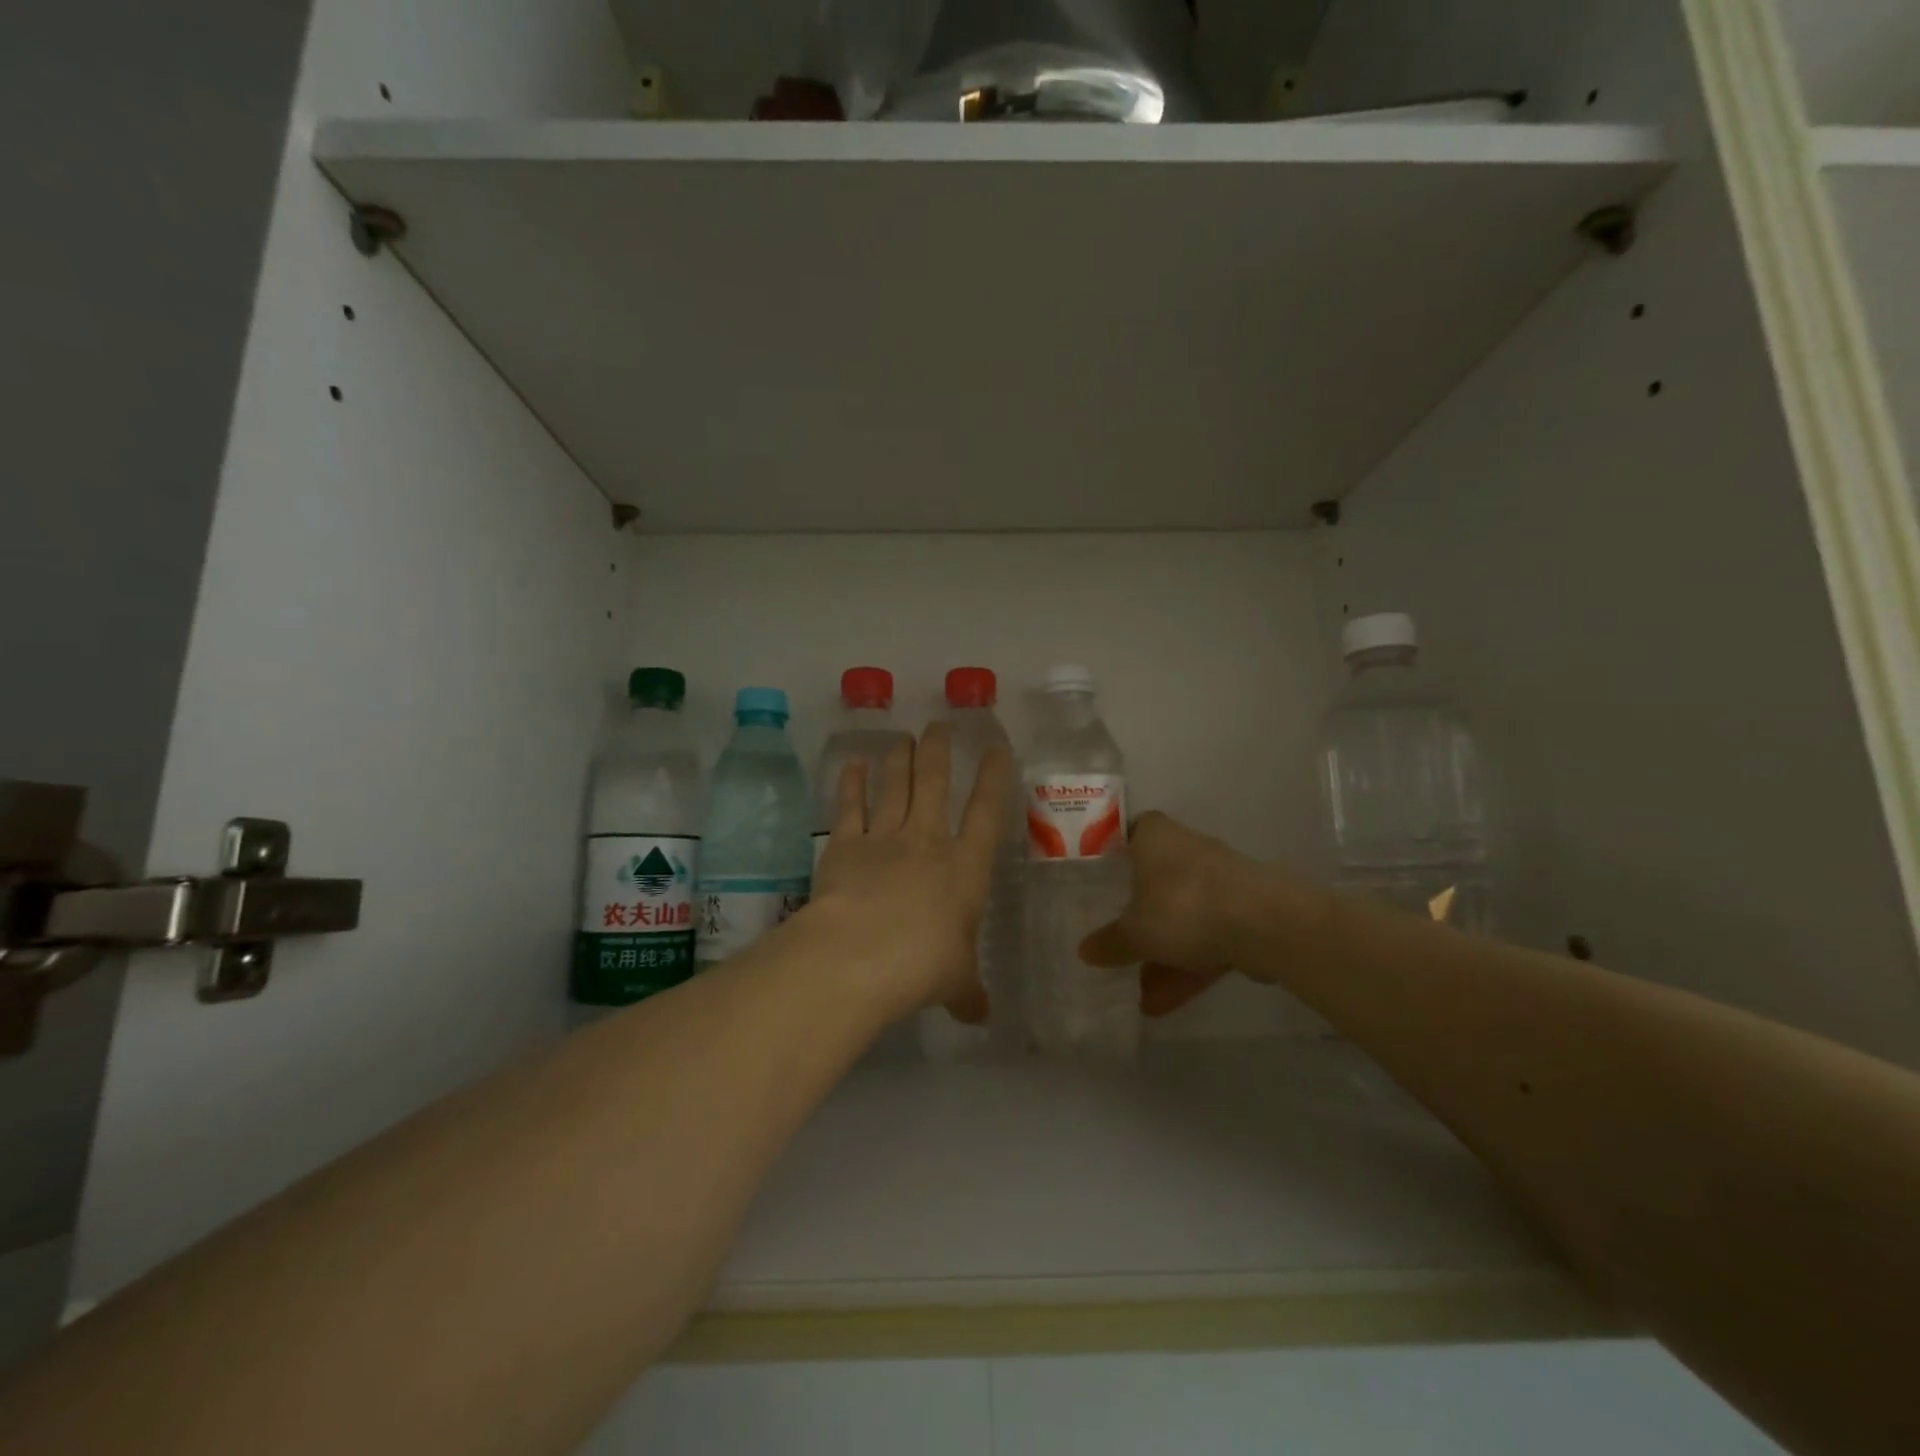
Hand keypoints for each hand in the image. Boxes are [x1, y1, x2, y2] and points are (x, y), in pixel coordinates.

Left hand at [810, 723, 1012, 1024]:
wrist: (859, 956)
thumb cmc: (922, 967)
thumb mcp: (955, 982)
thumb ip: (968, 993)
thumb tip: (982, 1016)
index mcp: (965, 869)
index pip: (987, 813)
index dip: (995, 778)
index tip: (997, 747)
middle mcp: (927, 842)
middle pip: (936, 784)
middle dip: (939, 751)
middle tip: (938, 725)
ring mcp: (884, 838)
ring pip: (895, 786)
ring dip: (899, 759)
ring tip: (902, 736)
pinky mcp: (844, 845)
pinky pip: (850, 806)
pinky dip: (852, 782)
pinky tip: (853, 762)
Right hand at [1078, 811, 1291, 1017]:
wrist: (1266, 924)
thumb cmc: (1183, 906)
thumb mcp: (1135, 931)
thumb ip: (1110, 942)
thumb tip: (1084, 951)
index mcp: (1155, 837)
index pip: (1128, 832)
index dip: (1113, 852)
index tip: (1099, 877)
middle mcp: (1187, 850)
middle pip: (1155, 880)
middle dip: (1137, 915)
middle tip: (1114, 940)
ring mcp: (1218, 883)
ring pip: (1182, 916)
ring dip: (1162, 954)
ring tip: (1138, 996)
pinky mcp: (1243, 913)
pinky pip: (1206, 939)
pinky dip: (1187, 967)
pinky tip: (1163, 1004)